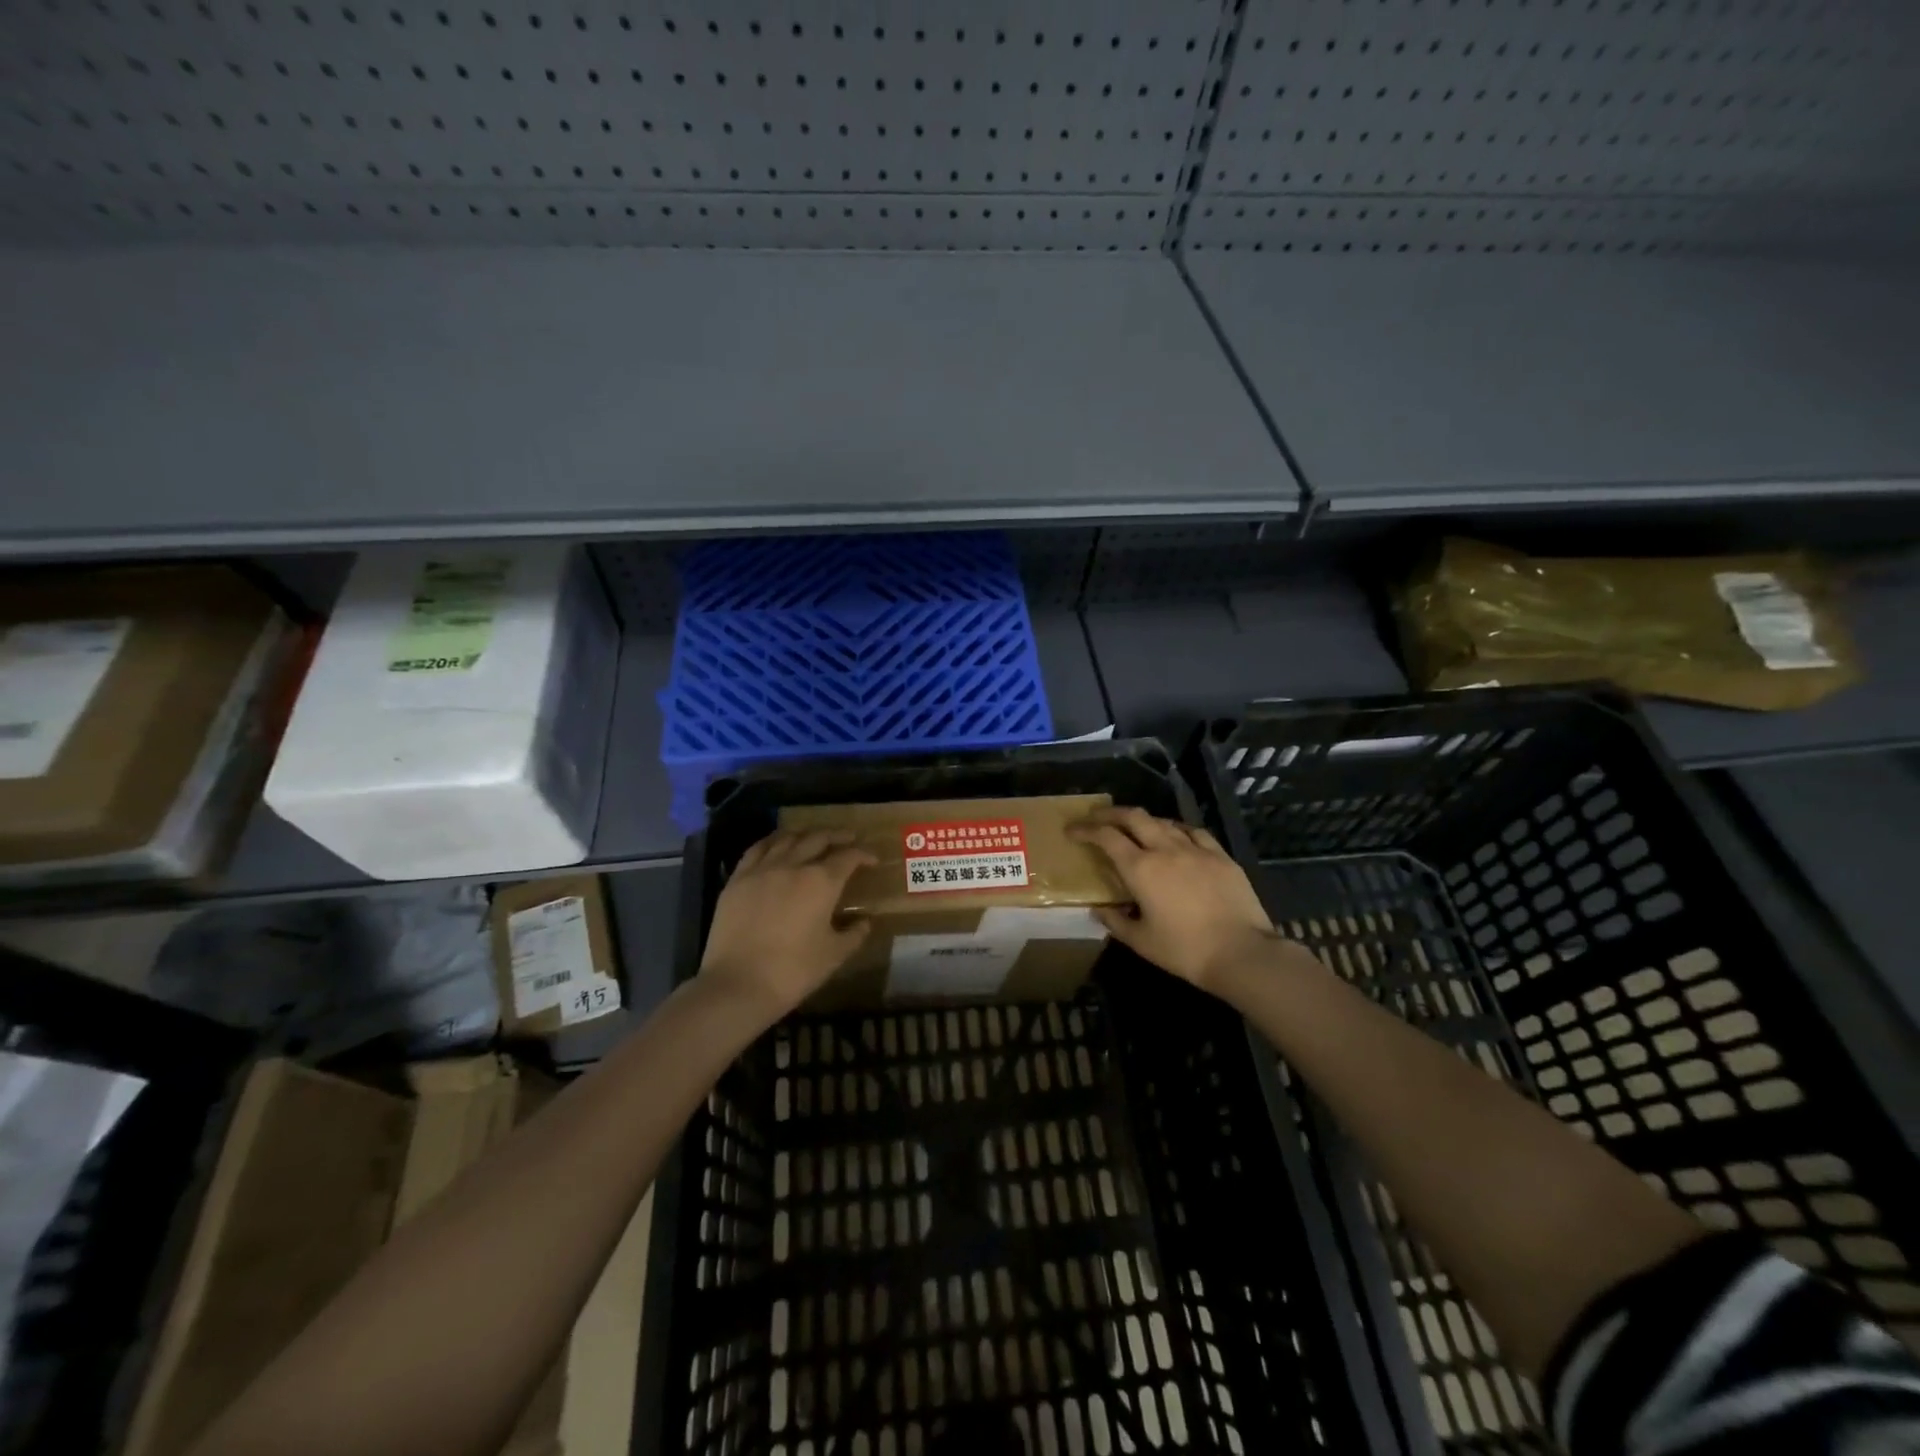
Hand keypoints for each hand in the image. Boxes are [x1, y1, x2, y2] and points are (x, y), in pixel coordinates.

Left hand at [698, 829, 876, 1018]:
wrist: (737, 984)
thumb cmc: (793, 971)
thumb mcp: (834, 955)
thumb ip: (854, 934)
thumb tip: (865, 922)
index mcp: (821, 882)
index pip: (848, 857)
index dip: (863, 855)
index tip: (872, 860)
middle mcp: (793, 865)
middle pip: (818, 838)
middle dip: (837, 836)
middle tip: (848, 839)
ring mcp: (762, 869)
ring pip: (787, 838)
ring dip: (806, 834)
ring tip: (814, 838)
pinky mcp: (737, 879)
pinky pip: (758, 849)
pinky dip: (773, 841)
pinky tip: (777, 845)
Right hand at [1070, 807, 1282, 992]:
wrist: (1242, 953)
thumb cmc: (1184, 951)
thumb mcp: (1141, 941)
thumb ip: (1116, 922)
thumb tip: (1100, 910)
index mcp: (1141, 868)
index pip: (1106, 837)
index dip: (1086, 829)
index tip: (1072, 829)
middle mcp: (1165, 849)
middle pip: (1133, 817)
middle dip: (1110, 813)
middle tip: (1096, 817)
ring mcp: (1196, 849)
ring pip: (1163, 821)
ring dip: (1142, 820)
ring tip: (1134, 828)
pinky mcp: (1221, 856)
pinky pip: (1193, 832)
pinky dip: (1176, 829)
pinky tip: (1176, 836)